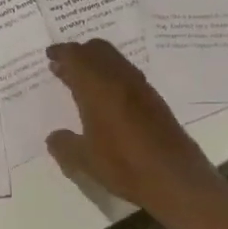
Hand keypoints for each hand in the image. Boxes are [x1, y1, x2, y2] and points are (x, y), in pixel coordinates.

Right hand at [45, 39, 218, 222]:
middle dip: (79, 53)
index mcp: (97, 86)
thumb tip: (53, 137)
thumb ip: (64, 145)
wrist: (177, 179)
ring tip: (84, 81)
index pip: (74, 55)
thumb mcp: (85, 161)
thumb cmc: (125, 165)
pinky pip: (128, 74)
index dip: (60, 52)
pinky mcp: (155, 99)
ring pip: (115, 59)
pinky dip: (112, 75)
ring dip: (97, 63)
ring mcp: (140, 86)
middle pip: (97, 49)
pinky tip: (109, 98)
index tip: (49, 56)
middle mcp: (118, 78)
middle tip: (64, 66)